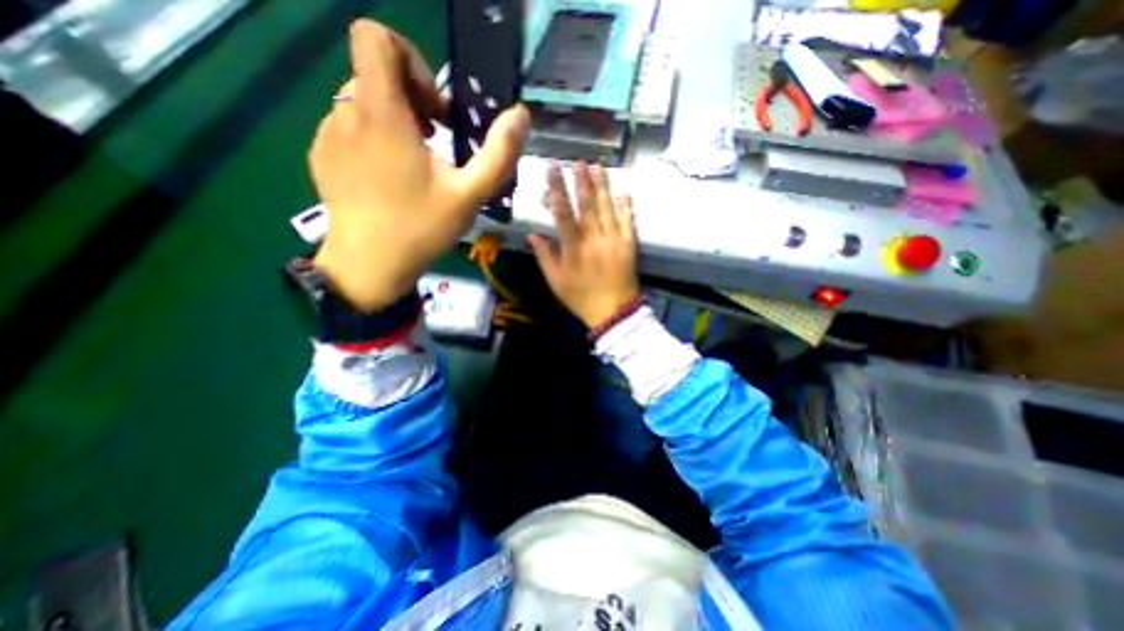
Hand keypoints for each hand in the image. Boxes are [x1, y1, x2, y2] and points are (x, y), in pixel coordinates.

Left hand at [311, 19, 531, 309]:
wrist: (370, 265)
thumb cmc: (422, 228)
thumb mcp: (470, 195)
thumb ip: (498, 154)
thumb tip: (520, 115)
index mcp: (381, 114)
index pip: (375, 37)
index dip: (411, 60)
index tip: (434, 107)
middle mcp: (346, 112)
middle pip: (374, 72)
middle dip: (412, 98)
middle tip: (434, 140)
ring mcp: (328, 134)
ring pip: (363, 102)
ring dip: (395, 121)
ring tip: (416, 164)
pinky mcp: (321, 155)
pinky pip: (349, 127)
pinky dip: (374, 139)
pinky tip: (390, 178)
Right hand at [530, 162, 640, 329]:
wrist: (613, 312)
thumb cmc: (581, 298)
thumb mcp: (556, 281)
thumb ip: (544, 256)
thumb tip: (532, 234)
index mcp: (574, 248)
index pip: (563, 213)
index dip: (557, 189)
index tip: (553, 169)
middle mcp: (594, 239)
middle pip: (587, 205)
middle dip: (581, 181)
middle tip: (577, 161)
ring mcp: (614, 240)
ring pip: (607, 208)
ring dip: (602, 186)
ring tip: (598, 167)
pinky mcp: (630, 245)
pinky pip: (629, 222)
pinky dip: (626, 206)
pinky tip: (624, 192)